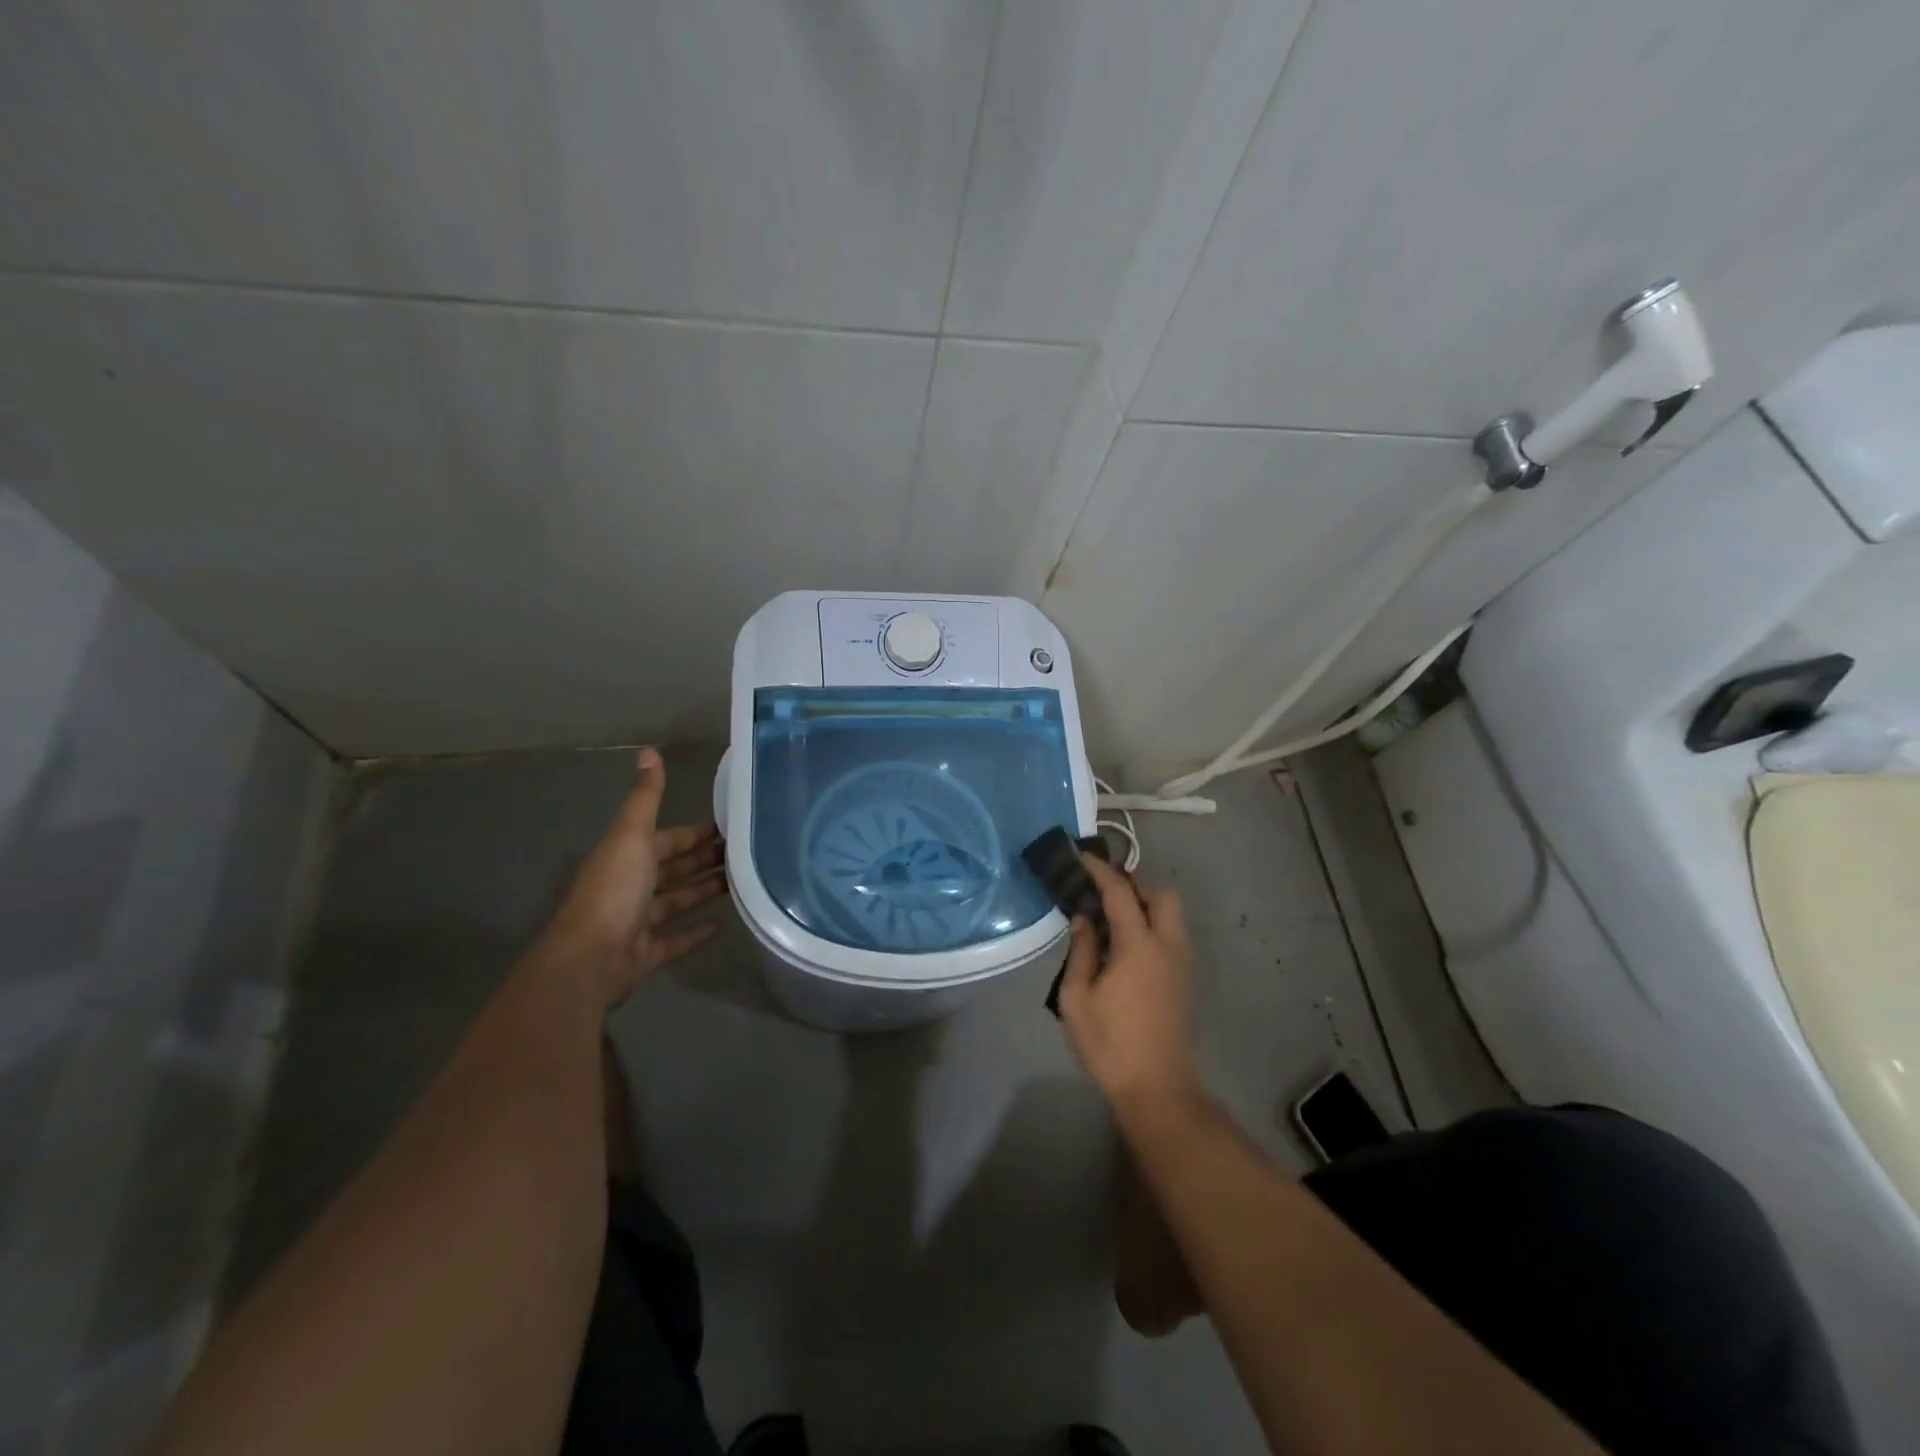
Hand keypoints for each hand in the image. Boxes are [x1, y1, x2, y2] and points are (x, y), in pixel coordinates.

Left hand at [536, 748, 727, 1005]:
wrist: (589, 959)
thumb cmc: (614, 891)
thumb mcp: (632, 836)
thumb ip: (646, 798)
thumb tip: (649, 750)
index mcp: (628, 856)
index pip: (667, 838)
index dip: (694, 832)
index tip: (729, 826)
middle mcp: (631, 886)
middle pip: (673, 868)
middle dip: (703, 859)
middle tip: (743, 853)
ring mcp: (637, 922)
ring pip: (676, 901)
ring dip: (703, 891)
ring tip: (741, 883)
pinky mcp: (645, 953)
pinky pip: (675, 939)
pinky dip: (696, 932)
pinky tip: (721, 925)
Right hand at [1057, 855, 1199, 1109]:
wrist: (1159, 1090)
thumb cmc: (1110, 1045)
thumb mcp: (1077, 1000)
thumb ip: (1081, 952)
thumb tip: (1084, 919)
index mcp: (1139, 946)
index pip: (1121, 892)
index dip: (1100, 871)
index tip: (1082, 858)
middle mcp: (1168, 946)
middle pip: (1162, 895)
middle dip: (1135, 883)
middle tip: (1104, 890)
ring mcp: (1183, 964)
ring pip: (1173, 915)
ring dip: (1147, 904)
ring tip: (1114, 915)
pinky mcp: (1186, 981)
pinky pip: (1173, 935)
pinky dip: (1154, 924)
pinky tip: (1128, 945)